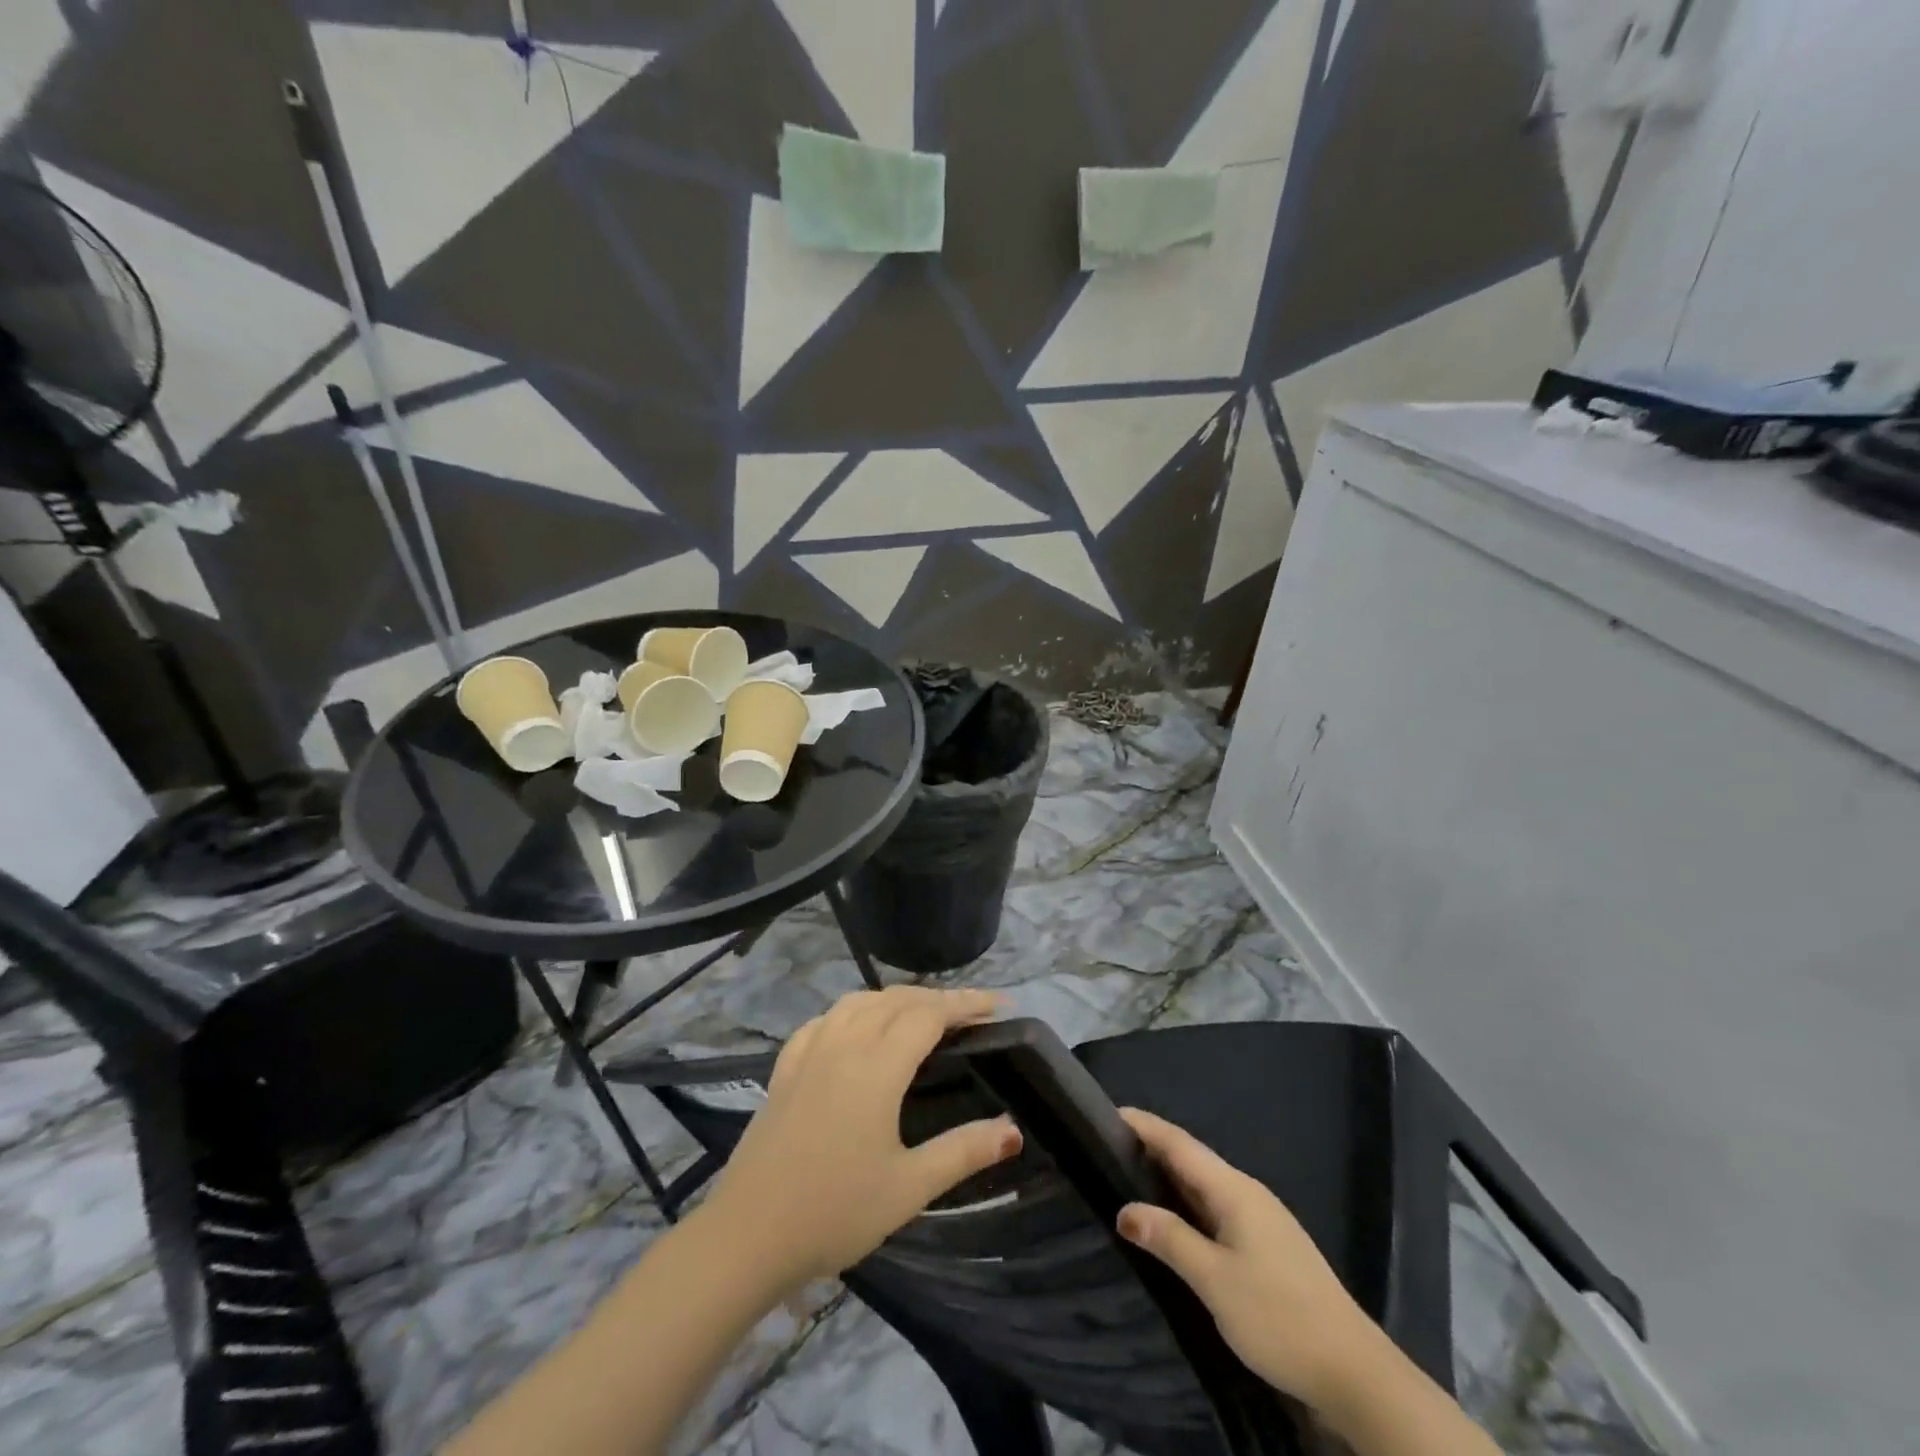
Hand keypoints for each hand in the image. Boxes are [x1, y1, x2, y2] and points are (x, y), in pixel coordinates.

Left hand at [700, 986, 1023, 1288]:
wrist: (748, 1236)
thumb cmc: (835, 1212)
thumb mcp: (909, 1188)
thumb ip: (964, 1152)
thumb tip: (1013, 1129)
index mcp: (877, 1066)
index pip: (930, 1015)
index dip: (966, 1003)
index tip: (998, 1004)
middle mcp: (844, 1043)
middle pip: (897, 1000)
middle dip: (938, 998)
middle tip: (970, 1012)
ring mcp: (809, 1051)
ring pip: (859, 1001)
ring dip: (896, 999)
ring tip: (921, 1014)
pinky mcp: (785, 1067)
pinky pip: (826, 1019)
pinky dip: (854, 1011)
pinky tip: (856, 1029)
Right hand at [1116, 1108, 1380, 1413]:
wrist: (1355, 1373)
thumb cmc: (1280, 1317)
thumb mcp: (1215, 1280)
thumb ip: (1169, 1238)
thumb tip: (1124, 1209)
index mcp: (1233, 1189)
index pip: (1178, 1142)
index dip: (1142, 1125)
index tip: (1105, 1113)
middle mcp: (1246, 1193)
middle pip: (1190, 1158)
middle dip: (1149, 1148)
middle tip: (1103, 1148)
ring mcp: (1260, 1219)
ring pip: (1203, 1185)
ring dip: (1166, 1178)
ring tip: (1126, 1179)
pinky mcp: (1267, 1245)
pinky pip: (1215, 1208)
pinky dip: (1185, 1204)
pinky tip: (1171, 1221)